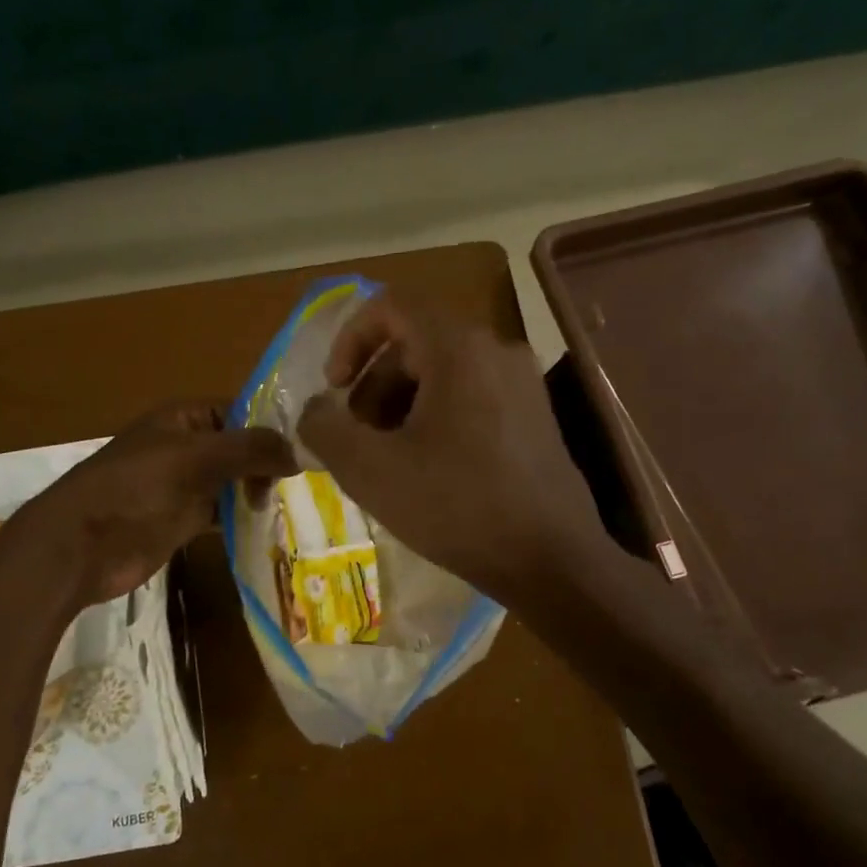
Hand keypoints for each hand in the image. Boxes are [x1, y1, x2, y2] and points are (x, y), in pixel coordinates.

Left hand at [19, 402, 294, 607]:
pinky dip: (243, 517)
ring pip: (234, 481)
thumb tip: (299, 453)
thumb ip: (250, 449)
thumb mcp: (196, 458)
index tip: (309, 446)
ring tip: (296, 504)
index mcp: (184, 418)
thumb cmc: (135, 488)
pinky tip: (270, 525)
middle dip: (269, 462)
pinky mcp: (183, 519)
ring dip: (259, 491)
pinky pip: (223, 512)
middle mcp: (187, 446)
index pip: (240, 410)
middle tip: (305, 482)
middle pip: (240, 447)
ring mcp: (184, 484)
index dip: (272, 426)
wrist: (81, 545)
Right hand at [296, 294, 612, 610]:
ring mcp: (523, 384)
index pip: (392, 306)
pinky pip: (472, 397)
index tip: (334, 389)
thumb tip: (315, 411)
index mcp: (459, 349)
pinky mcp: (535, 418)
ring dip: (401, 405)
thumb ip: (325, 428)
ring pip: (443, 373)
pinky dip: (435, 418)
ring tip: (386, 459)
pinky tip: (425, 470)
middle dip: (373, 385)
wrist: (551, 561)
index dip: (350, 339)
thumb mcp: (370, 470)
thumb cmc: (456, 507)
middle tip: (355, 437)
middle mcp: (497, 351)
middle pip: (416, 343)